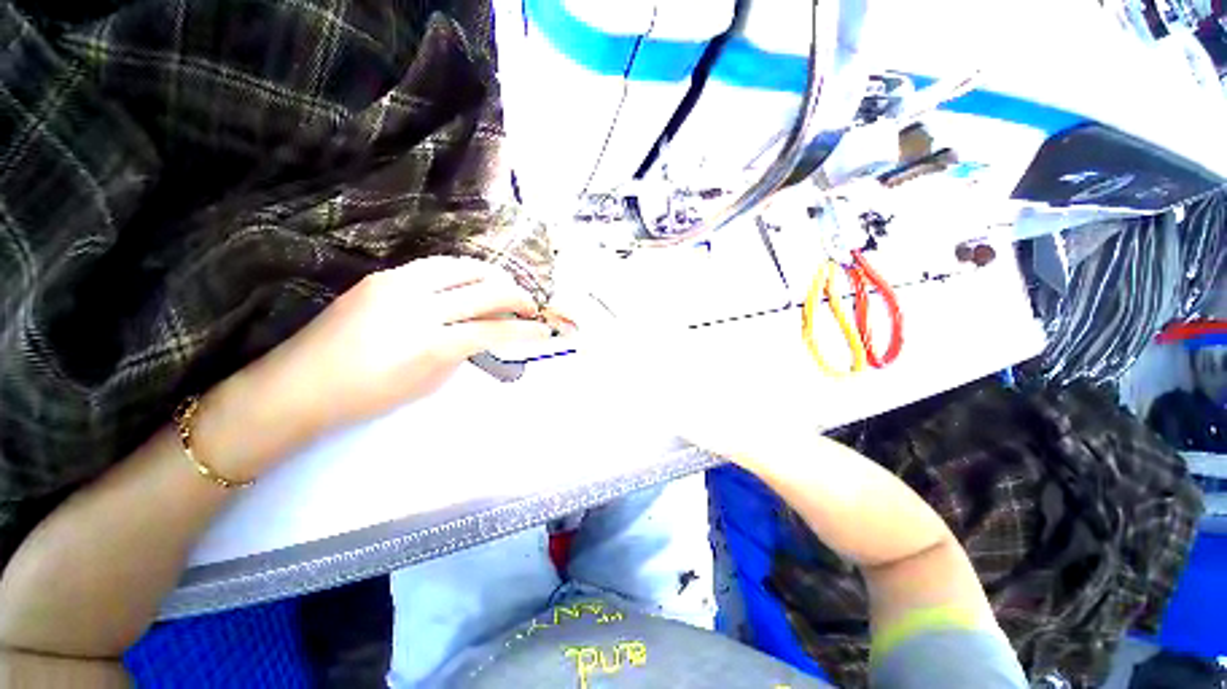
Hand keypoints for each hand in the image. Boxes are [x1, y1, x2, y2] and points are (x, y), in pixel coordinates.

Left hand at [220, 256, 555, 460]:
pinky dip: (464, 272)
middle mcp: (419, 306)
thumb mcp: (428, 382)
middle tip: (529, 306)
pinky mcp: (383, 275)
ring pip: (464, 267)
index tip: (544, 330)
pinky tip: (470, 282)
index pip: (494, 330)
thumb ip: (462, 353)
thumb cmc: (367, 396)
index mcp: (430, 344)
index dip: (526, 330)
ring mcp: (398, 284)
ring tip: (504, 289)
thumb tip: (485, 333)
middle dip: (517, 296)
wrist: (300, 384)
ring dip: (493, 277)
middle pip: (486, 290)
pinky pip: (437, 266)